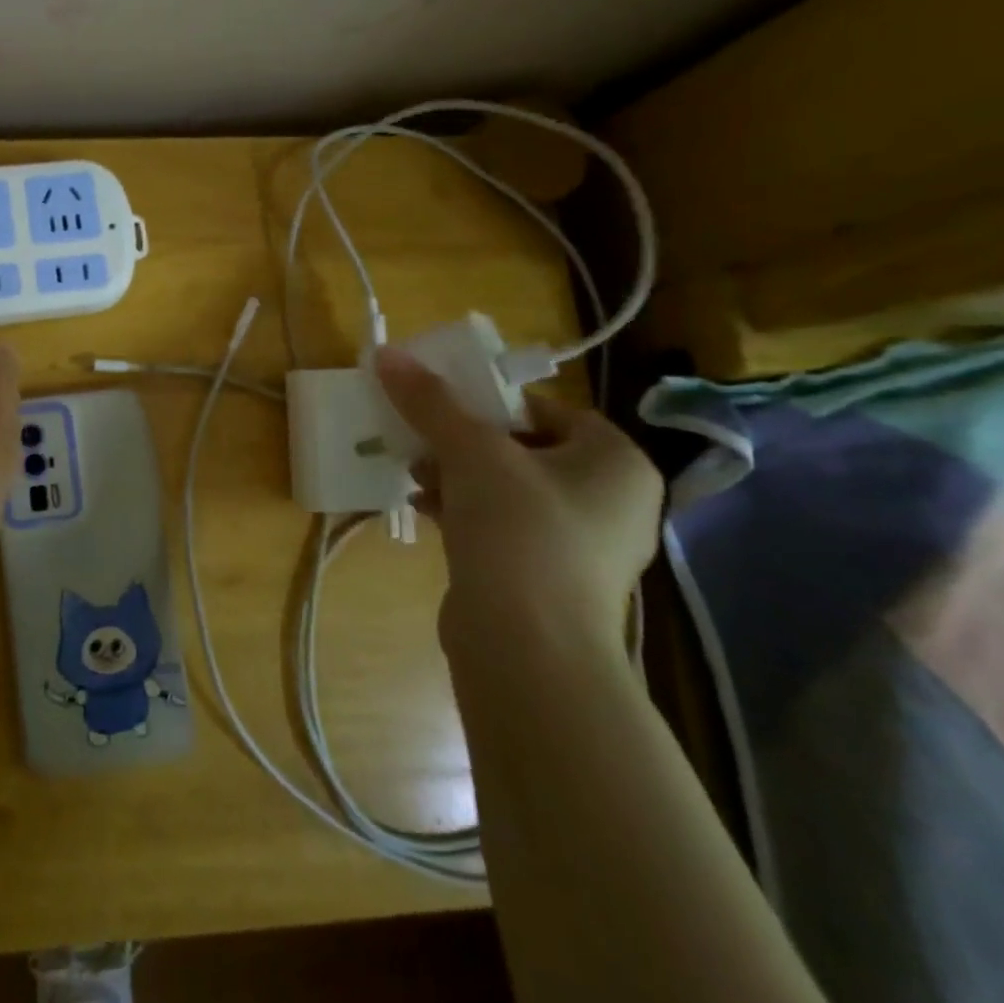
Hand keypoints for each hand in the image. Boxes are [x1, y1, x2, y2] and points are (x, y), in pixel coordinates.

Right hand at [373, 348, 662, 657]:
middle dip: (463, 443)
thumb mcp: (471, 453)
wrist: (528, 649)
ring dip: (456, 476)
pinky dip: (465, 511)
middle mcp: (612, 500)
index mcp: (616, 462)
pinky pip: (503, 526)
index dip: (491, 403)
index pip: (547, 409)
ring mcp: (582, 545)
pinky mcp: (549, 578)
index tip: (443, 407)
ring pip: (508, 488)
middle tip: (422, 442)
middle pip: (522, 448)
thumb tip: (387, 353)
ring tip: (415, 476)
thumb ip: (431, 401)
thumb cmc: (519, 532)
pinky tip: (424, 510)